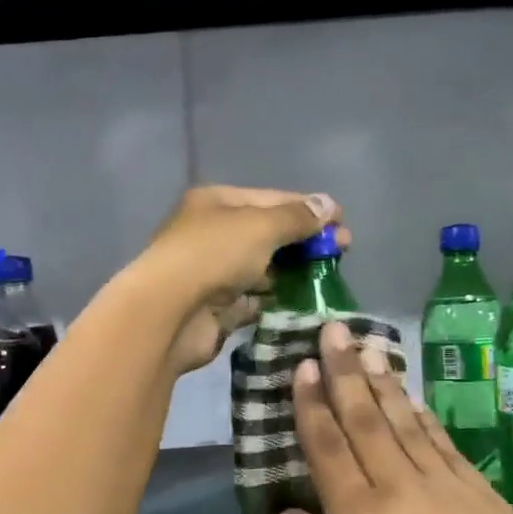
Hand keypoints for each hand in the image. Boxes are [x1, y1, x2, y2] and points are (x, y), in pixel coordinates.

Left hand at [129, 186, 344, 373]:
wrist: (169, 314)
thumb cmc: (214, 255)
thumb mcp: (261, 226)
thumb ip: (297, 217)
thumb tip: (329, 204)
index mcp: (217, 203)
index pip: (271, 199)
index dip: (309, 209)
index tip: (343, 223)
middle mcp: (213, 234)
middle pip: (267, 234)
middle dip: (304, 242)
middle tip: (342, 254)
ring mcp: (213, 273)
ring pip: (262, 269)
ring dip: (293, 274)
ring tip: (328, 281)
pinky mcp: (217, 309)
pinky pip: (254, 301)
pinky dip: (276, 302)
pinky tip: (304, 305)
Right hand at [278, 321, 512, 513]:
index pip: (328, 446)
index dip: (312, 404)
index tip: (302, 366)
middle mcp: (398, 486)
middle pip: (365, 419)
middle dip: (344, 372)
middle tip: (333, 329)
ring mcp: (444, 484)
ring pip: (405, 421)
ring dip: (383, 382)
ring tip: (367, 348)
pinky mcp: (480, 491)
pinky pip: (443, 442)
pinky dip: (423, 416)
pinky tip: (413, 398)